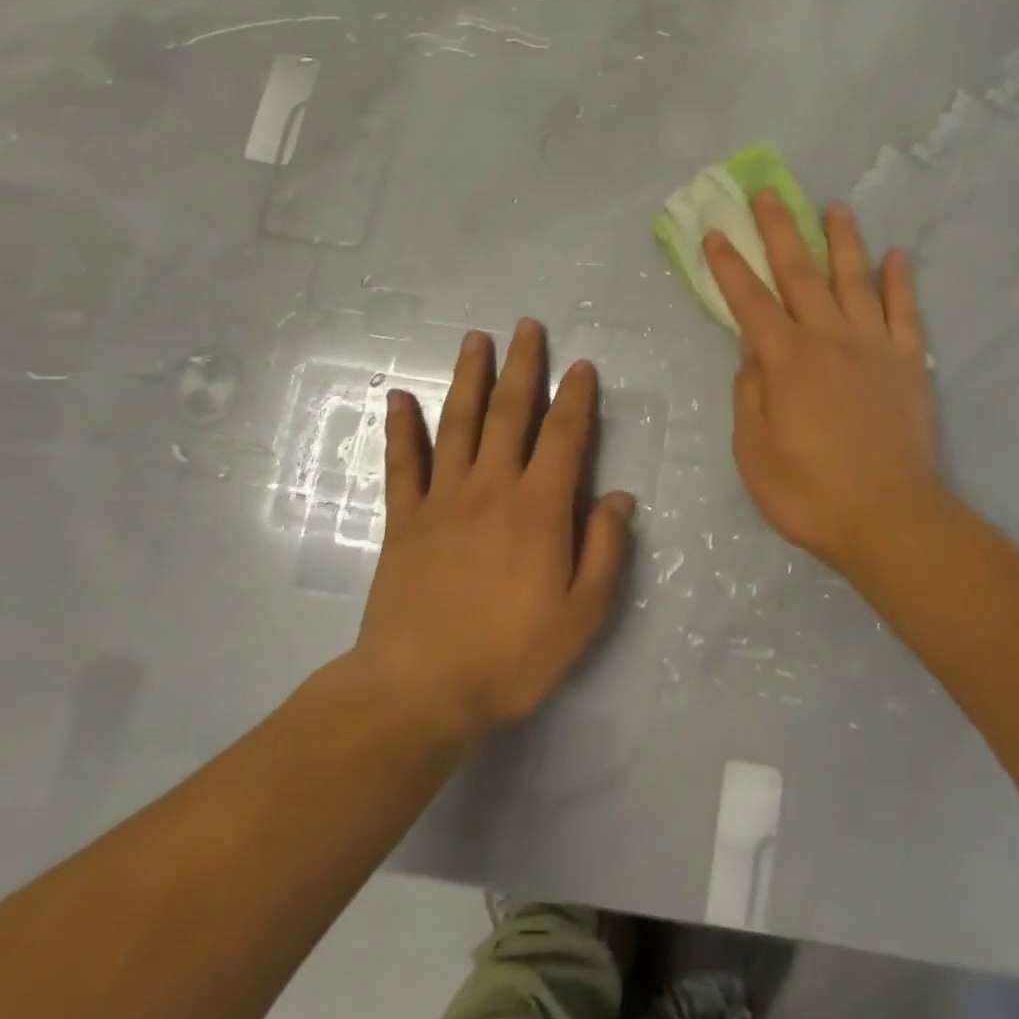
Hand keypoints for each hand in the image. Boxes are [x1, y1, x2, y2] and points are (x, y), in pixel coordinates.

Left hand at [349, 319, 635, 740]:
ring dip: (468, 378)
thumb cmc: (511, 656)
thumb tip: (618, 498)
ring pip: (457, 424)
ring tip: (474, 340)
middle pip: (509, 413)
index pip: (564, 436)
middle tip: (526, 326)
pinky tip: (399, 397)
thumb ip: (604, 550)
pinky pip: (403, 464)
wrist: (419, 692)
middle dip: (521, 366)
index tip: (581, 366)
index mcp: (539, 508)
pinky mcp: (405, 521)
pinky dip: (401, 428)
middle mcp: (491, 488)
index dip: (575, 397)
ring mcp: (442, 500)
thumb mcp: (582, 615)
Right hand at [704, 192, 941, 582]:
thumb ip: (750, 393)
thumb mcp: (754, 451)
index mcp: (786, 360)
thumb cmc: (810, 493)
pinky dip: (900, 282)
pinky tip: (897, 256)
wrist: (890, 519)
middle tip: (769, 194)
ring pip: (856, 280)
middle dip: (780, 231)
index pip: (750, 302)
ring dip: (843, 241)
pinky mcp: (910, 363)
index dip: (730, 266)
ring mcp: (875, 346)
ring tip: (835, 207)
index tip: (715, 232)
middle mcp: (830, 339)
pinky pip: (905, 312)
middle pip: (801, 274)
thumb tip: (752, 351)